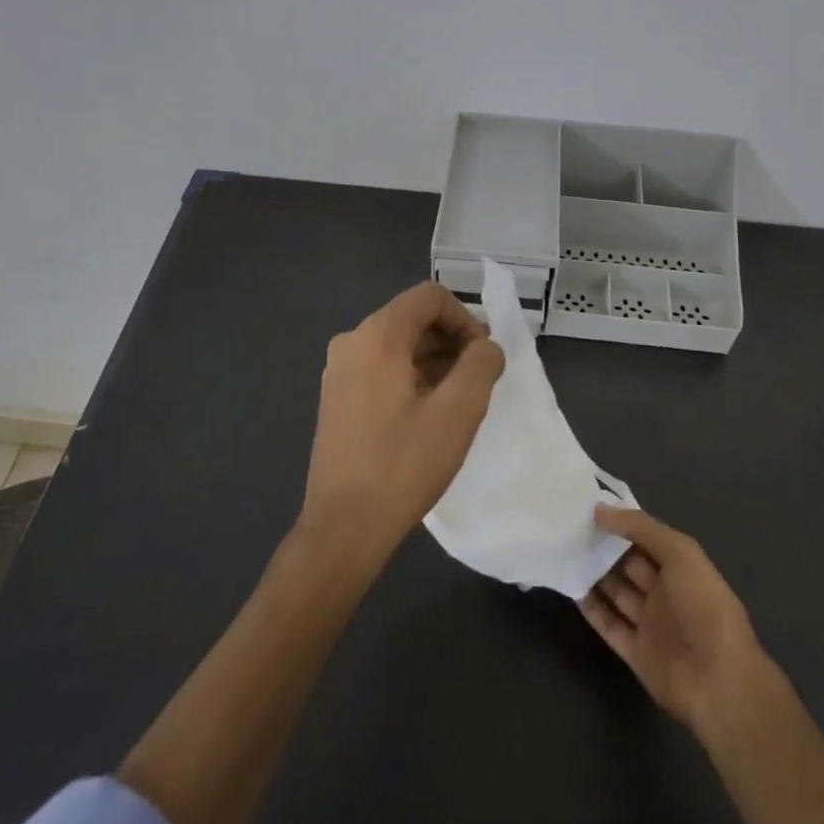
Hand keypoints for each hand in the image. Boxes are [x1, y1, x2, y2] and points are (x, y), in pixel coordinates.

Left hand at [301, 281, 504, 569]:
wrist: (344, 526)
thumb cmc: (403, 465)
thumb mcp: (458, 412)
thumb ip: (481, 365)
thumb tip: (486, 347)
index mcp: (377, 335)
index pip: (430, 297)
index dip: (465, 318)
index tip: (484, 356)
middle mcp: (352, 341)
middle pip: (412, 317)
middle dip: (452, 339)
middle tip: (479, 378)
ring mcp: (339, 370)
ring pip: (398, 344)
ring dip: (434, 359)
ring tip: (459, 399)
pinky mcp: (337, 396)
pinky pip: (381, 367)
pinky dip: (411, 375)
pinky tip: (429, 413)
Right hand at [582, 504, 768, 733]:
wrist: (718, 680)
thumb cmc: (703, 606)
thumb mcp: (679, 553)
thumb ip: (640, 527)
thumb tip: (600, 509)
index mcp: (681, 568)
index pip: (646, 538)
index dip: (621, 523)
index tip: (589, 507)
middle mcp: (665, 593)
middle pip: (628, 565)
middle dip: (604, 547)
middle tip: (569, 528)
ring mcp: (650, 625)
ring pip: (616, 593)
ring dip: (594, 575)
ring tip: (564, 552)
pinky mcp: (636, 653)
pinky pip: (609, 626)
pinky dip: (592, 609)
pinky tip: (571, 589)